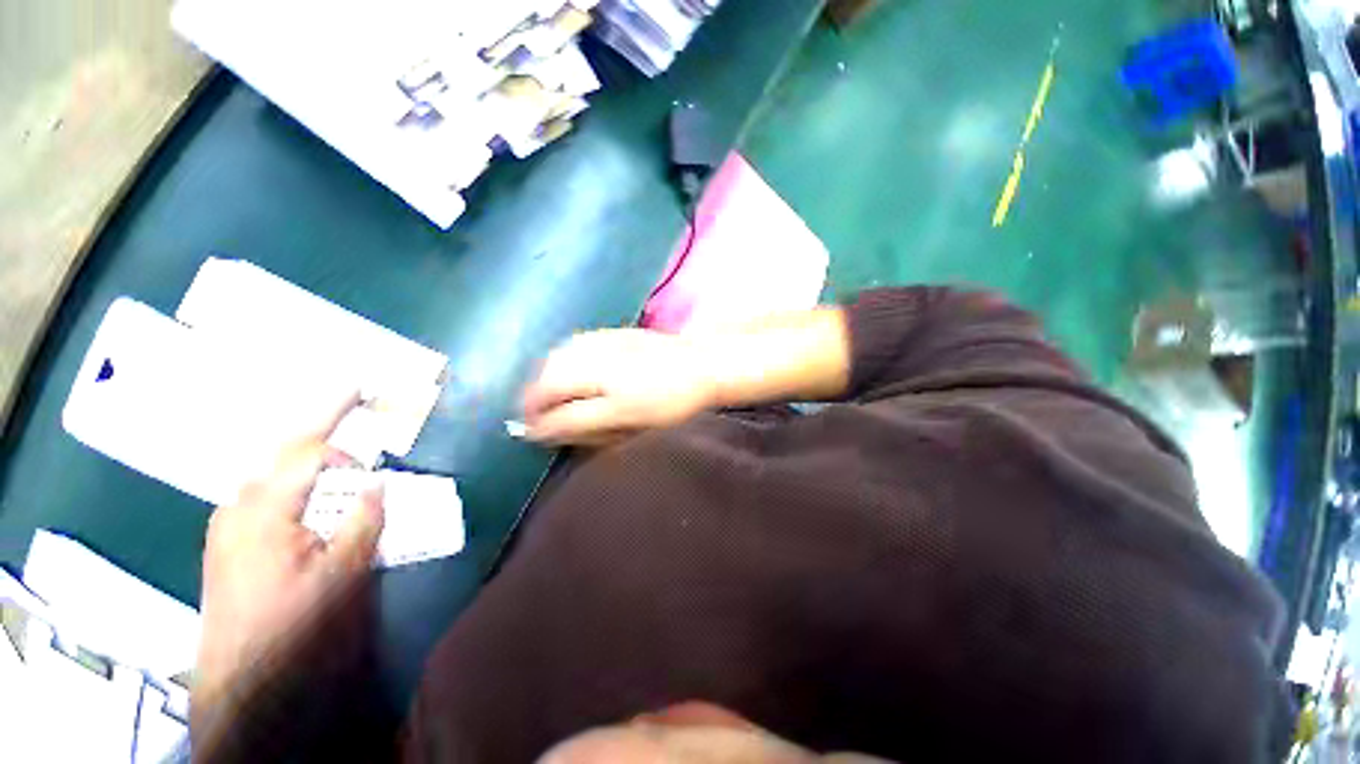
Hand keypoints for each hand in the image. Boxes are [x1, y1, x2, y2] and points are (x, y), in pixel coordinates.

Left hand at [192, 395, 383, 749]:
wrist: (238, 670)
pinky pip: (266, 490)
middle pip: (285, 451)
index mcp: (264, 508)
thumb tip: (377, 484)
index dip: (340, 422)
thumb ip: (364, 520)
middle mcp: (239, 503)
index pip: (308, 450)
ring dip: (310, 456)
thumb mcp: (341, 573)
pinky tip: (312, 492)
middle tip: (353, 406)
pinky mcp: (229, 535)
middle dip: (323, 428)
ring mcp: (229, 519)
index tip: (362, 391)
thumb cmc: (290, 621)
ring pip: (274, 470)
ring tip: (342, 457)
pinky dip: (295, 478)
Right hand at [522, 329, 718, 445]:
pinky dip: (560, 361)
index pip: (550, 403)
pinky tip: (567, 372)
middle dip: (533, 401)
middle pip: (546, 378)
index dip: (536, 422)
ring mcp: (602, 340)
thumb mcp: (627, 420)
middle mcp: (595, 357)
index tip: (531, 435)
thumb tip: (540, 431)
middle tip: (537, 419)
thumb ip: (581, 424)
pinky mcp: (611, 332)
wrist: (704, 364)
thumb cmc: (671, 401)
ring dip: (543, 380)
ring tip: (547, 398)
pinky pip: (571, 345)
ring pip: (555, 359)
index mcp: (600, 383)